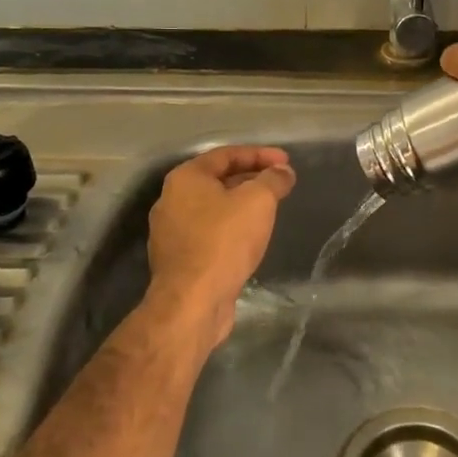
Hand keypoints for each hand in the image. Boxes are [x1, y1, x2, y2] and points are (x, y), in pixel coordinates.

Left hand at [144, 146, 295, 350]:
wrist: (193, 301)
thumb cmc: (224, 241)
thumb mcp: (258, 201)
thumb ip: (273, 180)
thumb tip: (283, 172)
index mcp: (186, 178)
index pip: (227, 154)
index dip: (260, 154)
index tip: (286, 162)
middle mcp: (171, 200)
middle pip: (217, 180)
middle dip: (251, 178)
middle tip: (280, 184)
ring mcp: (171, 231)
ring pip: (213, 208)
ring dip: (241, 205)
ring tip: (269, 209)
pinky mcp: (178, 259)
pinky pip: (208, 233)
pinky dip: (231, 228)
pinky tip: (249, 238)